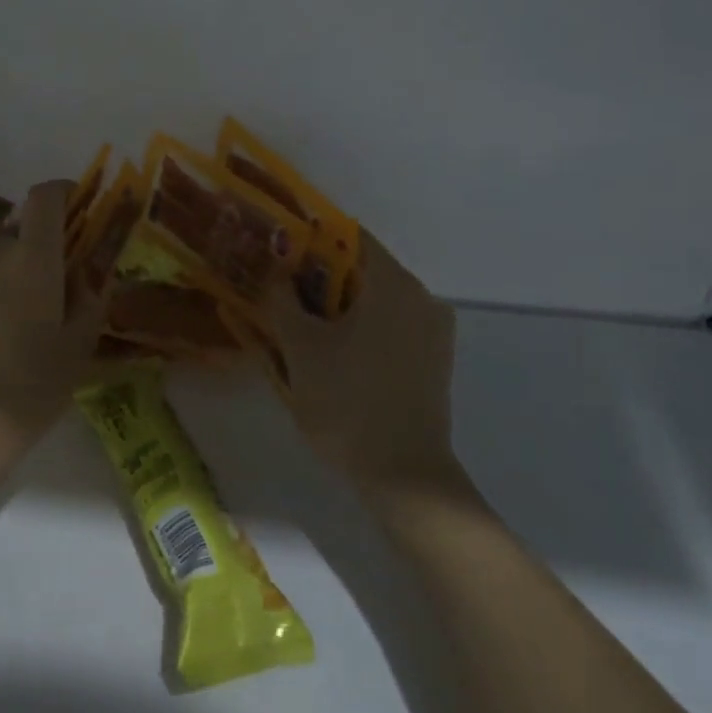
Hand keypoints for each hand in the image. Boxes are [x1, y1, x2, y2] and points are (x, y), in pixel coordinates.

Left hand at [0, 180, 102, 463]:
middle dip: (41, 250)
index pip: (45, 196)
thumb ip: (91, 300)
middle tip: (56, 291)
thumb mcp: (78, 348)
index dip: (63, 191)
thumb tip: (90, 276)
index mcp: (32, 258)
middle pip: (21, 232)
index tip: (79, 207)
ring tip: (20, 324)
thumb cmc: (29, 387)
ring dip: (12, 275)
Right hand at [261, 234, 466, 500]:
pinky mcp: (436, 360)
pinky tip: (337, 354)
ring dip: (342, 306)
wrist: (404, 475)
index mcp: (393, 283)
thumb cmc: (347, 402)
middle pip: (364, 270)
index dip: (311, 241)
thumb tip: (276, 271)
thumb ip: (282, 300)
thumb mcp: (300, 348)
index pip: (349, 238)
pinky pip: (393, 327)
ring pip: (378, 301)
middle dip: (321, 278)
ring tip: (303, 326)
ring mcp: (434, 330)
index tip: (280, 255)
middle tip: (283, 294)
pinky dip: (364, 329)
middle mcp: (422, 296)